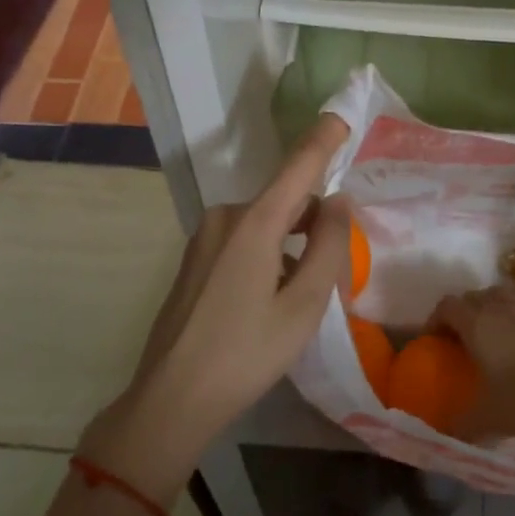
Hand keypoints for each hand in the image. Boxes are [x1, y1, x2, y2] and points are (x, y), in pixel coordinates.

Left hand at [80, 115, 351, 503]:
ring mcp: (206, 235)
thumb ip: (328, 246)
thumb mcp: (303, 306)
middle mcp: (227, 215)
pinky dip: (270, 252)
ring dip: (292, 241)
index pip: (299, 165)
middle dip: (315, 219)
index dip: (324, 139)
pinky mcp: (197, 255)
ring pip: (266, 222)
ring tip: (304, 292)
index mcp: (254, 222)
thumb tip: (339, 200)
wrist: (171, 399)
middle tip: (334, 269)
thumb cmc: (245, 354)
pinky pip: (245, 238)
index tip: (343, 115)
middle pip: (285, 200)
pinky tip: (272, 298)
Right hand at [432, 283, 514, 441]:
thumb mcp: (488, 417)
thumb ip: (462, 421)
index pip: (447, 306)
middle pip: (471, 296)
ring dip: (488, 303)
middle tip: (460, 338)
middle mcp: (499, 308)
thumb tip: (444, 429)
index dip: (436, 319)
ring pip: (499, 291)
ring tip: (489, 324)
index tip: (434, 339)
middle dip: (461, 312)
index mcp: (477, 325)